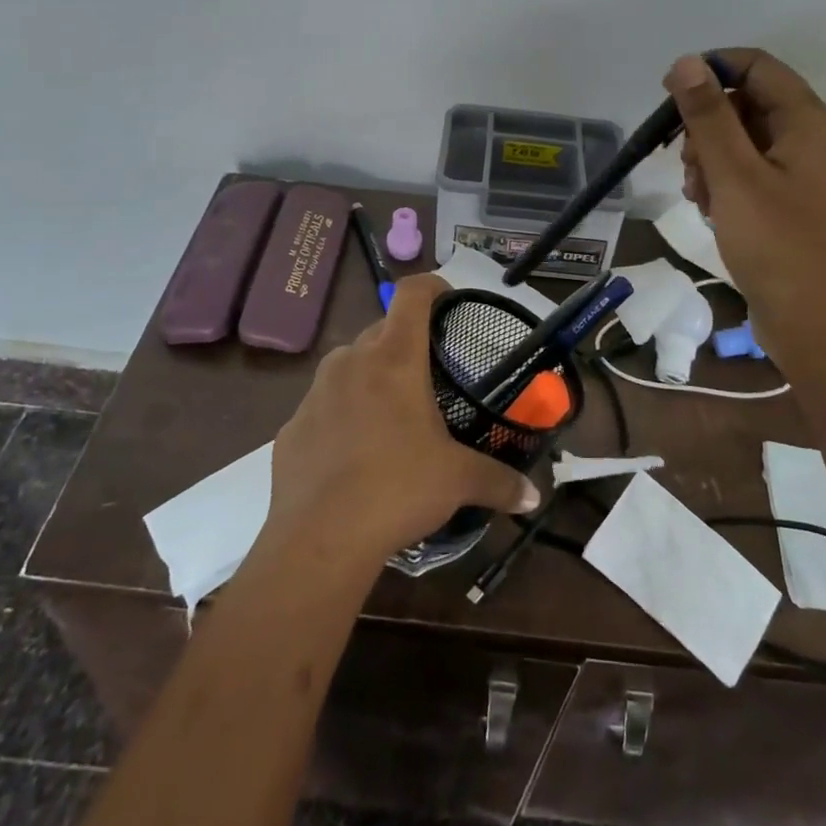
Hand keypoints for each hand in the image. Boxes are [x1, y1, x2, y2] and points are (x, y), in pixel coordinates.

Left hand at [267, 274, 540, 560]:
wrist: (319, 539)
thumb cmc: (397, 489)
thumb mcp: (458, 481)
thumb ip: (500, 481)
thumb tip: (533, 497)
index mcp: (394, 357)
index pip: (412, 293)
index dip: (432, 286)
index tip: (449, 300)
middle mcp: (351, 361)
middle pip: (382, 329)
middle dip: (405, 341)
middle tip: (429, 373)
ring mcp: (316, 391)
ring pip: (349, 365)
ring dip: (371, 376)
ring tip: (392, 413)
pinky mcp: (292, 425)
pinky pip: (324, 405)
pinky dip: (341, 414)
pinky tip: (353, 453)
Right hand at [667, 49, 825, 348]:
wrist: (814, 323)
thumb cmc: (776, 244)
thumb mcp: (733, 174)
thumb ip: (708, 116)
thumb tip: (685, 62)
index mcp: (807, 121)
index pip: (756, 65)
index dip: (711, 71)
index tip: (671, 99)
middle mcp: (809, 138)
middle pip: (745, 102)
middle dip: (706, 126)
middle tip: (687, 163)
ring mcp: (800, 172)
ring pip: (741, 139)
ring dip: (709, 158)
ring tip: (699, 195)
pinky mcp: (788, 201)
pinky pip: (747, 171)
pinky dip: (722, 182)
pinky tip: (710, 210)